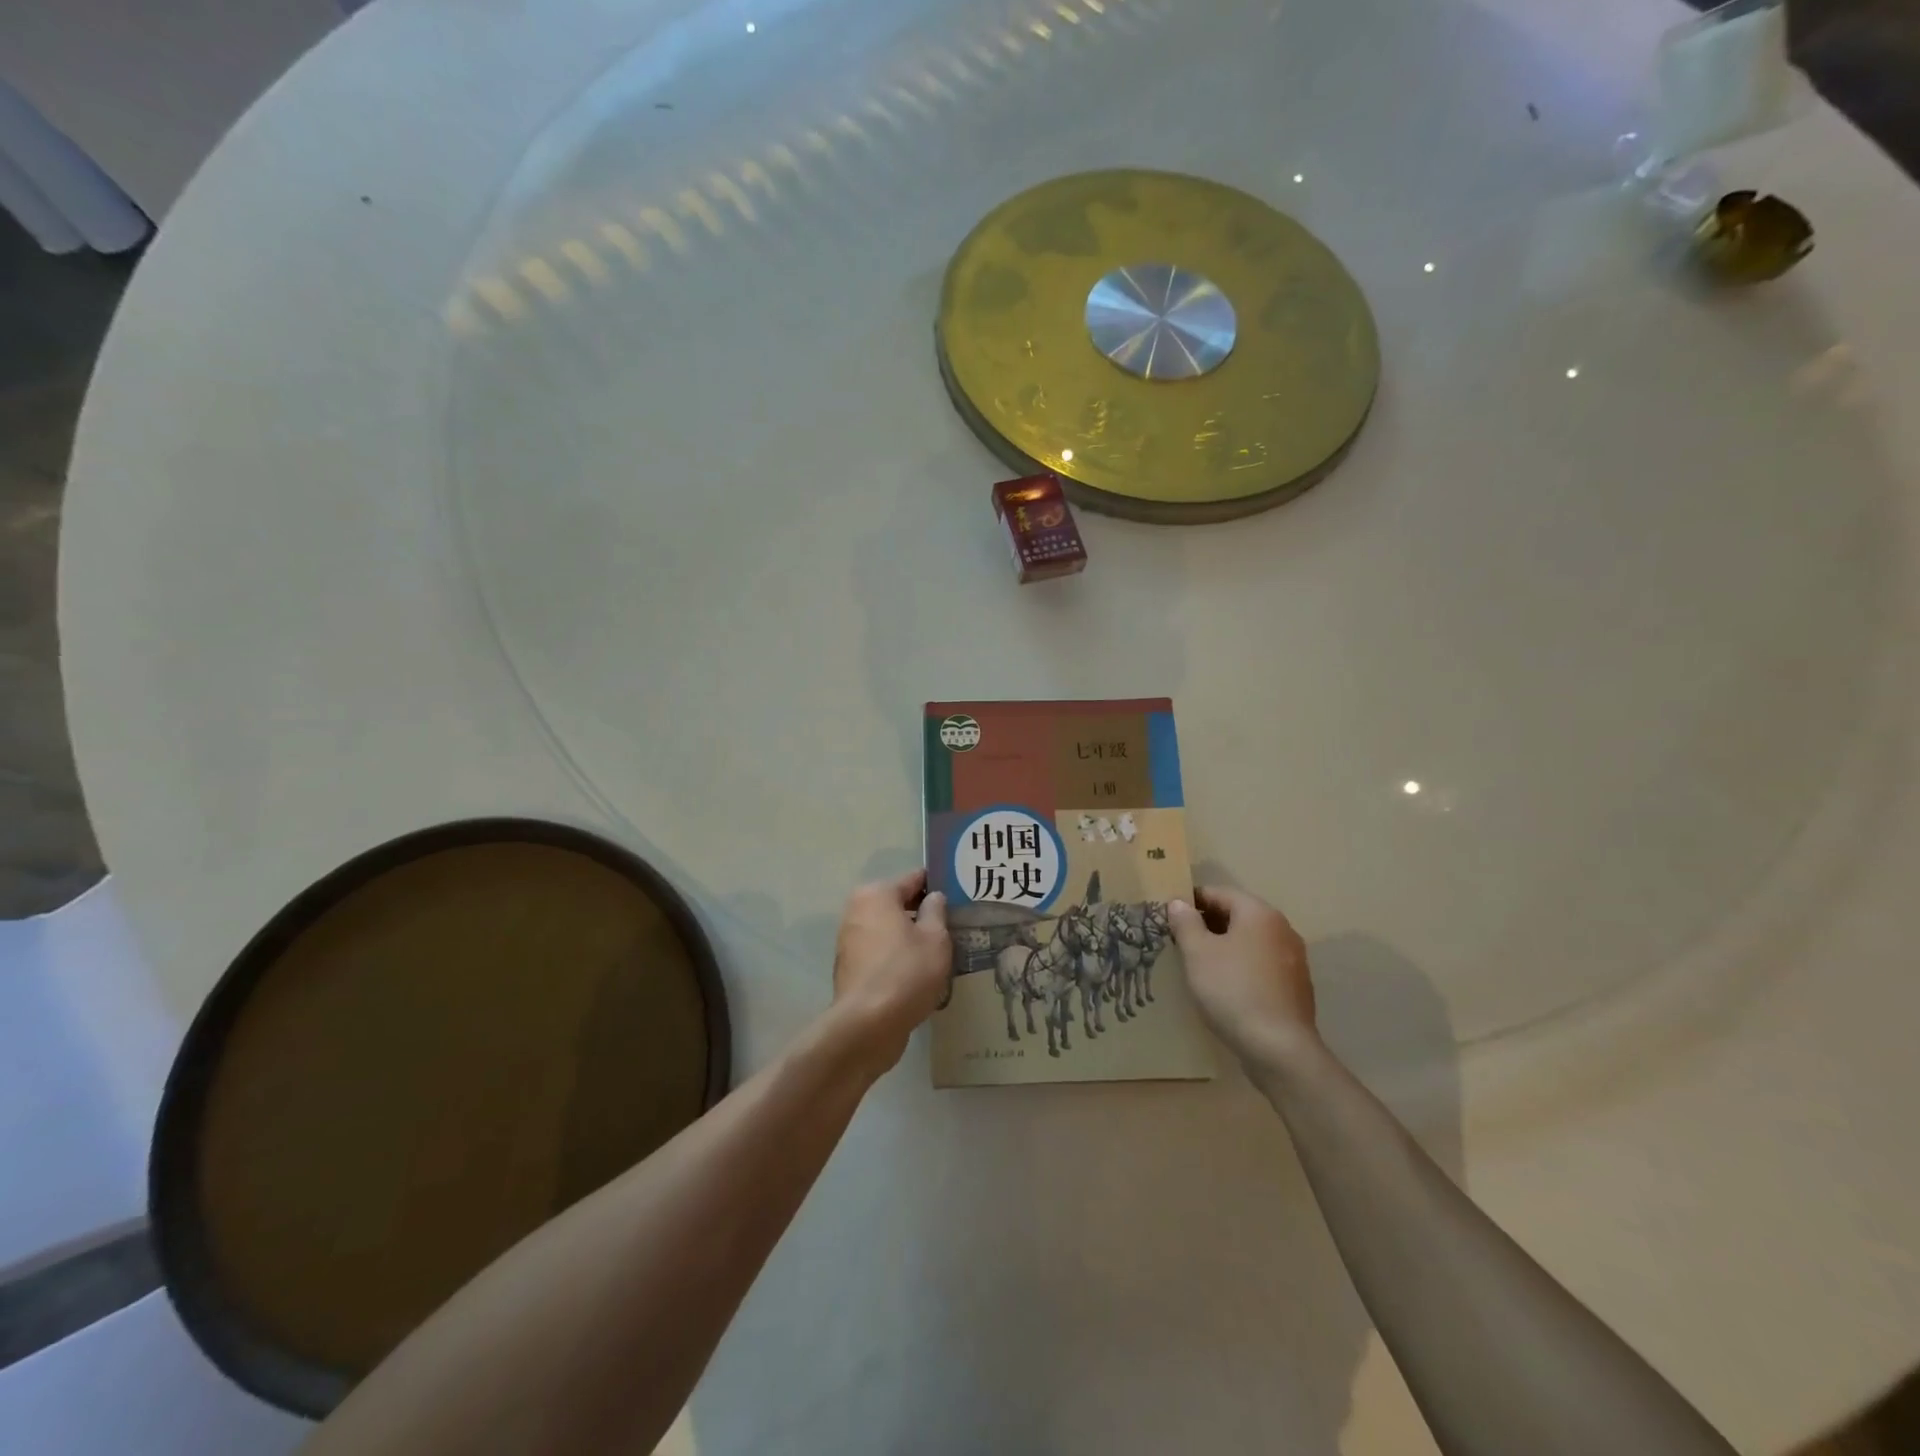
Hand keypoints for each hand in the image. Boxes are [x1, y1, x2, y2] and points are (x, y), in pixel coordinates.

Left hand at [830, 870, 950, 1074]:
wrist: (867, 1025)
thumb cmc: (907, 972)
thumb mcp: (935, 938)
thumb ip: (936, 911)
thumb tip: (933, 897)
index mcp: (877, 894)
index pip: (914, 879)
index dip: (938, 885)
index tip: (960, 895)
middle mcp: (857, 910)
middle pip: (898, 904)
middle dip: (923, 913)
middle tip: (954, 924)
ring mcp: (849, 941)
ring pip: (889, 929)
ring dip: (910, 936)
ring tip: (941, 951)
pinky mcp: (849, 968)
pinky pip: (881, 952)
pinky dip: (897, 956)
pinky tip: (919, 972)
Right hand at [1167, 886, 1316, 1067]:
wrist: (1279, 1048)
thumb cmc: (1232, 990)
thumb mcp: (1197, 953)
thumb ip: (1186, 923)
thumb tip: (1179, 903)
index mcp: (1259, 913)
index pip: (1219, 893)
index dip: (1191, 901)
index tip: (1169, 916)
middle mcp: (1282, 929)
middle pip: (1237, 915)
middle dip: (1207, 924)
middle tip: (1179, 941)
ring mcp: (1293, 959)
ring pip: (1250, 942)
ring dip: (1224, 947)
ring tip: (1198, 965)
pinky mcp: (1296, 987)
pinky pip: (1261, 965)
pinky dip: (1241, 967)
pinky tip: (1225, 988)